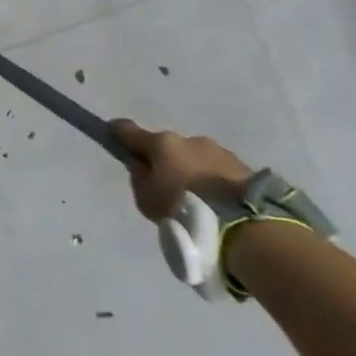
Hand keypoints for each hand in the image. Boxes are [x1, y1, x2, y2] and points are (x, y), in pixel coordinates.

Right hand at [110, 119, 252, 222]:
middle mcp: (189, 140)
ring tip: (195, 199)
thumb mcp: (146, 199)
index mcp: (162, 143)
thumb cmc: (182, 208)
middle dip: (164, 160)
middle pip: (167, 147)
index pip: (130, 131)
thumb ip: (139, 178)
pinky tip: (215, 202)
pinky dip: (212, 181)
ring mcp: (219, 151)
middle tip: (164, 185)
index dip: (118, 133)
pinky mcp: (244, 167)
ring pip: (195, 157)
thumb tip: (141, 165)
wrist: (244, 224)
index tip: (112, 134)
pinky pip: (217, 171)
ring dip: (191, 170)